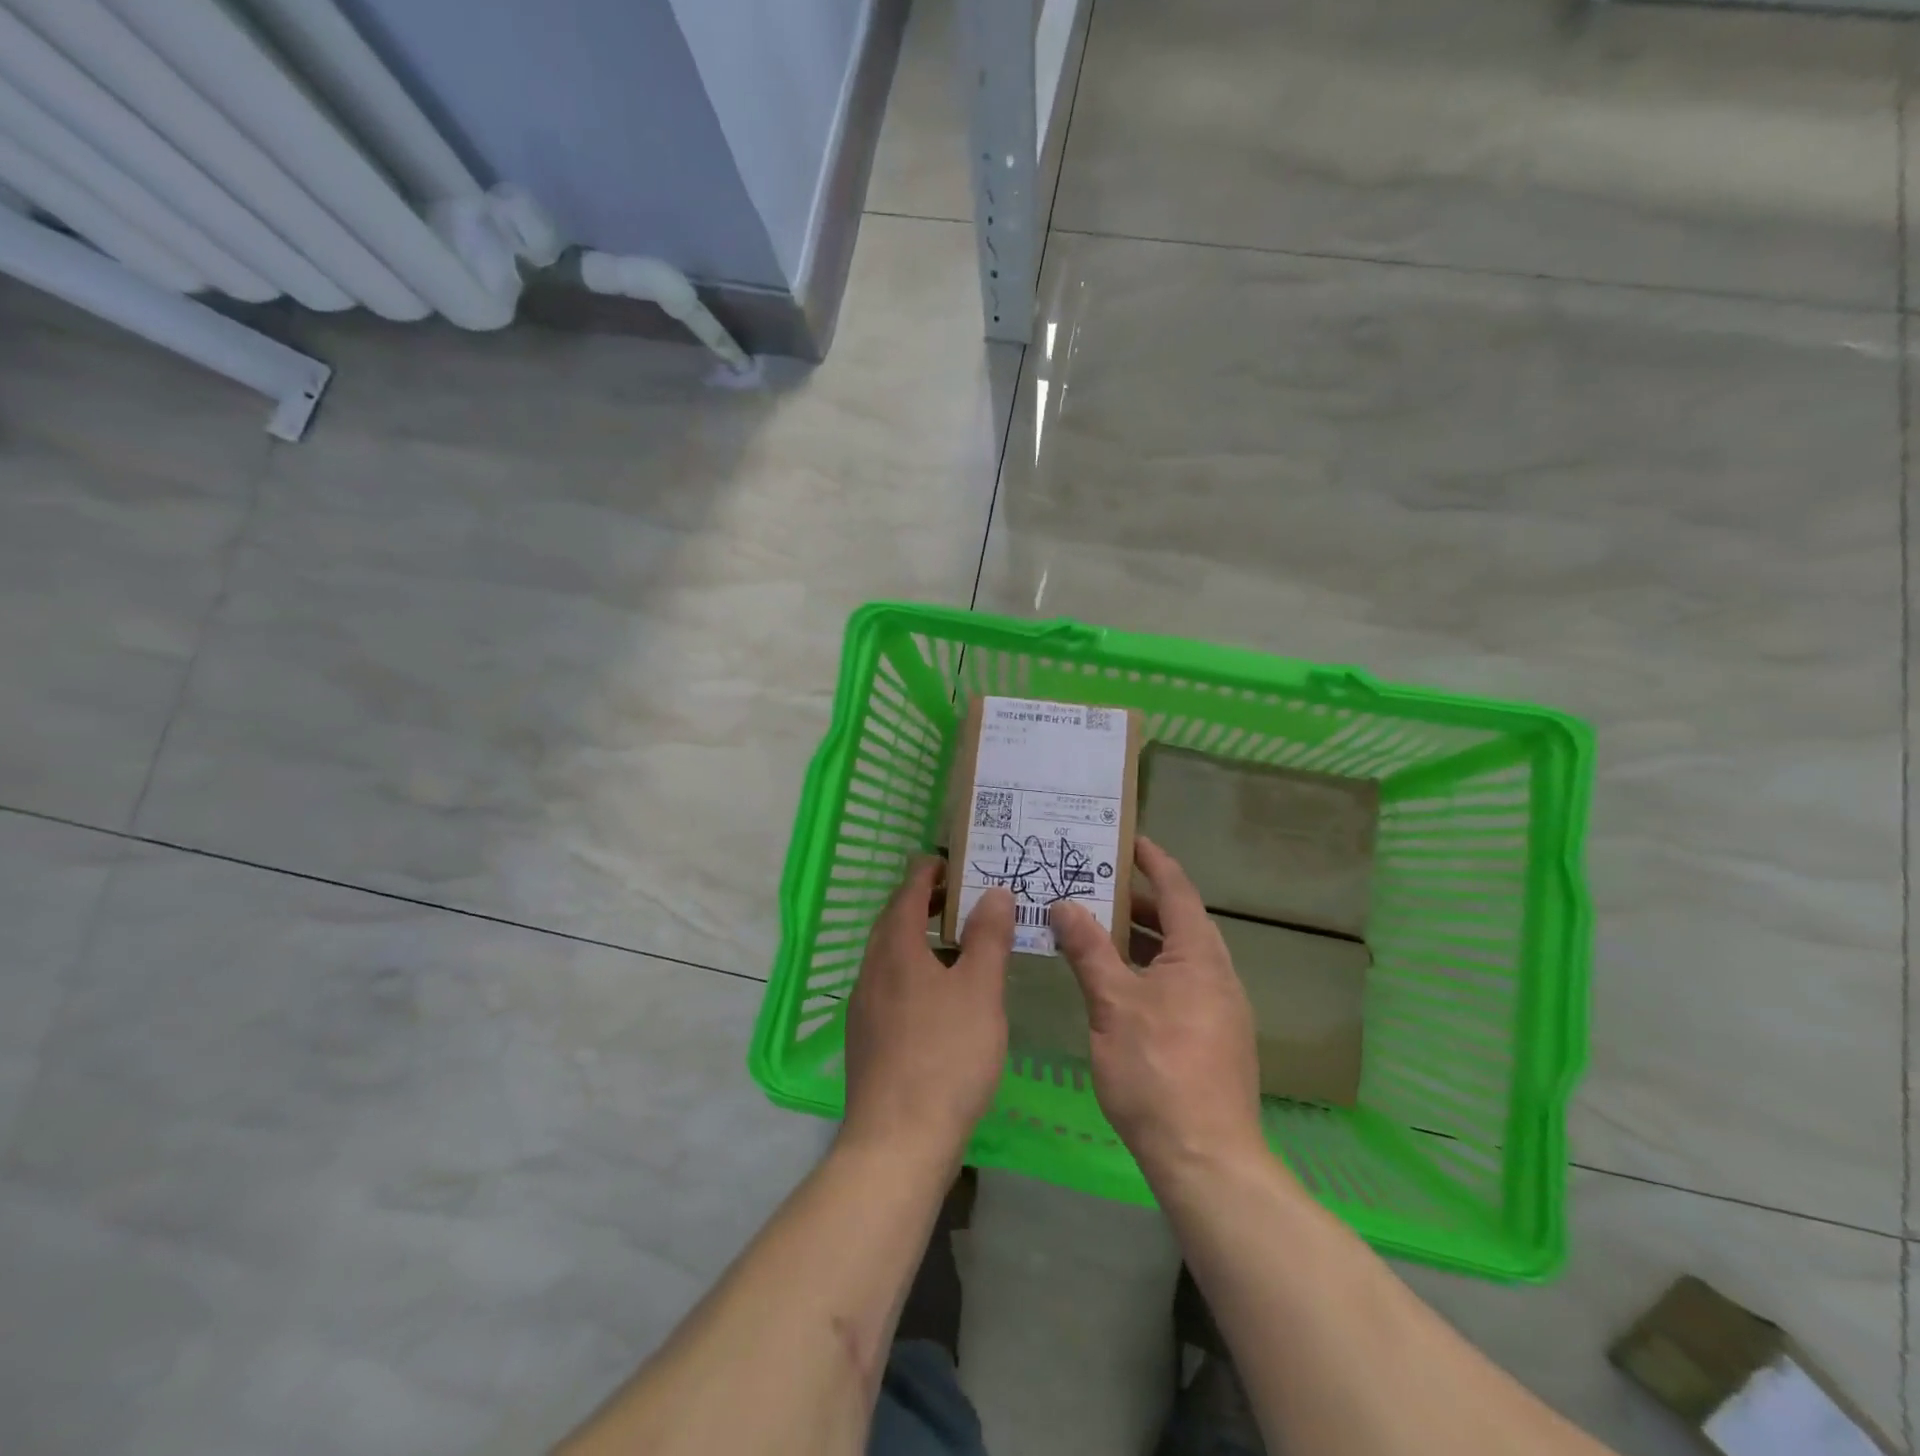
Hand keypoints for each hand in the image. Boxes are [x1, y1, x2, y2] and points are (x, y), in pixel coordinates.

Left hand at [842, 858, 1014, 1160]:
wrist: (898, 1140)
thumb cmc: (946, 1055)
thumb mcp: (980, 990)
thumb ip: (987, 937)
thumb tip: (993, 892)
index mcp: (895, 949)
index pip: (907, 892)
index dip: (927, 873)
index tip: (950, 863)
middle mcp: (871, 970)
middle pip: (892, 922)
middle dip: (922, 904)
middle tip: (957, 899)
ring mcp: (863, 1007)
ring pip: (889, 956)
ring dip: (917, 939)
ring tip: (954, 944)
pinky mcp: (866, 1039)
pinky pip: (888, 986)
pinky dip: (912, 972)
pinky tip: (937, 997)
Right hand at [1050, 837, 1265, 1183]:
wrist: (1205, 1158)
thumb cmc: (1157, 1069)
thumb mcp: (1112, 1003)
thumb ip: (1088, 949)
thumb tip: (1065, 904)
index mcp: (1199, 956)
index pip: (1177, 890)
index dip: (1154, 861)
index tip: (1129, 839)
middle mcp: (1218, 975)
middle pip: (1180, 922)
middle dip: (1140, 901)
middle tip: (1098, 886)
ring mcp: (1220, 1010)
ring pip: (1179, 957)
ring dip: (1143, 939)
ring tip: (1100, 930)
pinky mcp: (1214, 1039)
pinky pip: (1180, 984)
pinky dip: (1150, 970)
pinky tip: (1119, 986)